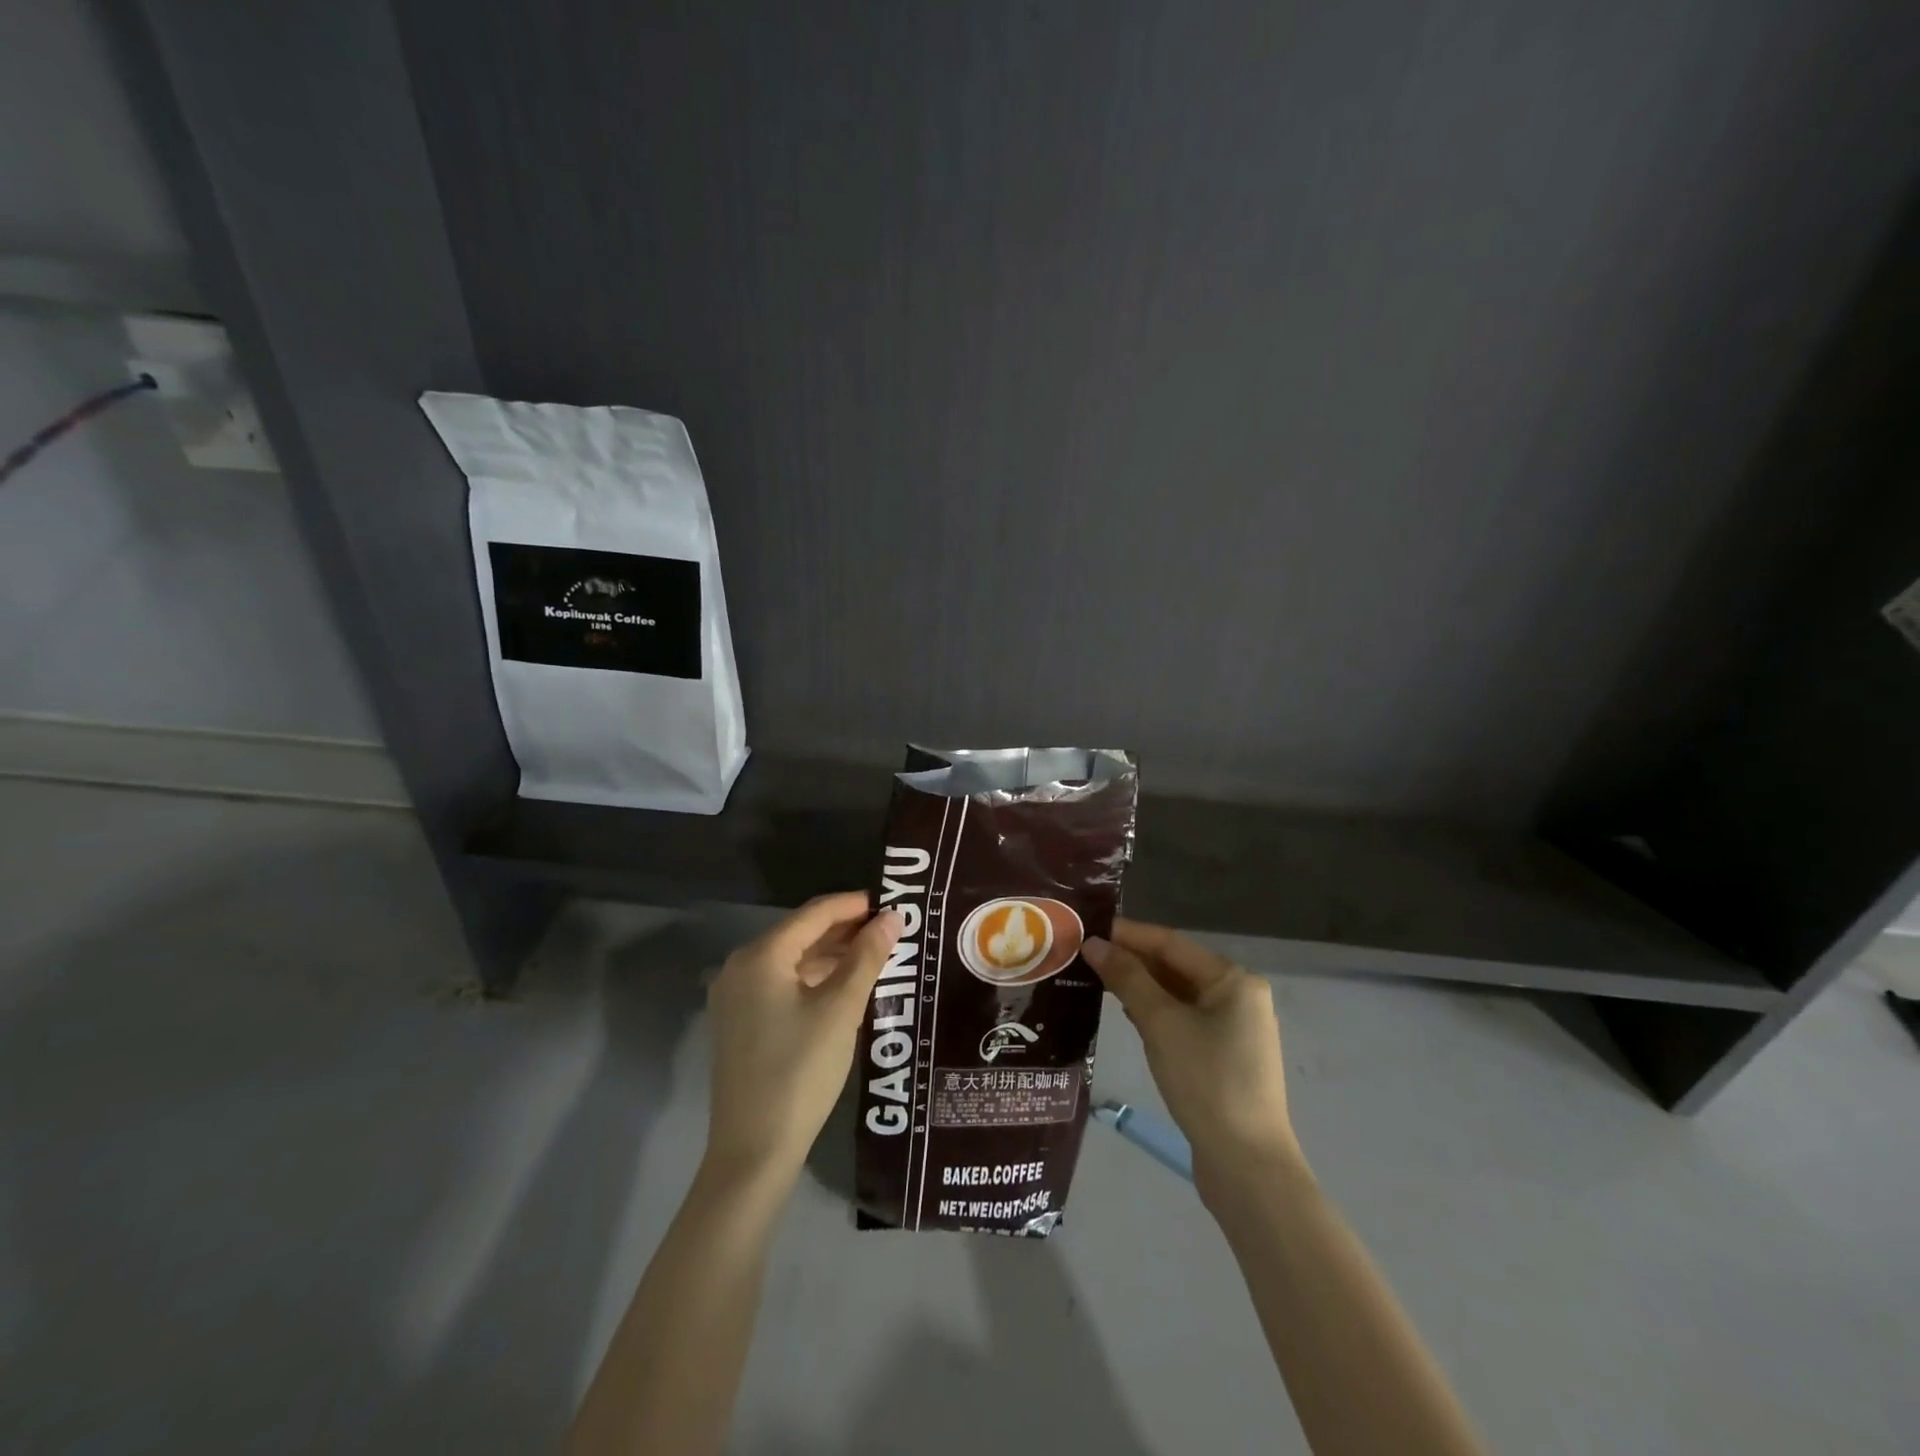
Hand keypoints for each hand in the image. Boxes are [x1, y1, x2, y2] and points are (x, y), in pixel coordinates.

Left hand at [704, 893, 901, 1184]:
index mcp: (761, 955)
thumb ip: (867, 957)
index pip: (814, 913)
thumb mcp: (841, 1009)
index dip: (853, 905)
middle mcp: (741, 967)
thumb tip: (892, 917)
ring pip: (792, 960)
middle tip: (889, 930)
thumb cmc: (801, 1070)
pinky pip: (782, 984)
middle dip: (845, 930)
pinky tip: (844, 987)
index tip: (890, 903)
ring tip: (875, 956)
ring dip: (832, 955)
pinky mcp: (740, 1023)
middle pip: (800, 934)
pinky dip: (814, 979)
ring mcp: (736, 997)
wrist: (754, 1150)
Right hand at [1083, 919, 1300, 1199]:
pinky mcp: (1223, 1057)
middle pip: (1176, 967)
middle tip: (1085, 954)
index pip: (1171, 944)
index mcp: (1234, 980)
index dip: (1129, 934)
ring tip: (1096, 978)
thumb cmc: (1206, 1081)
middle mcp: (1238, 997)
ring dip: (1140, 986)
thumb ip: (1128, 979)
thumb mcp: (1161, 1023)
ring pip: (1178, 994)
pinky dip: (1154, 1012)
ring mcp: (1233, 1029)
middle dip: (1132, 960)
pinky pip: (1183, 1019)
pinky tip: (1126, 1012)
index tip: (1089, 927)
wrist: (1246, 1165)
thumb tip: (1094, 944)